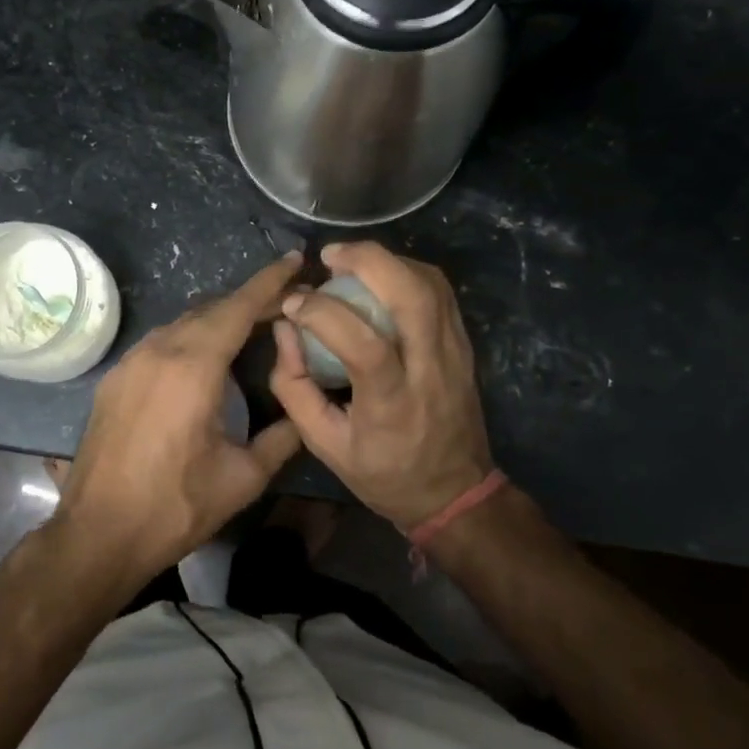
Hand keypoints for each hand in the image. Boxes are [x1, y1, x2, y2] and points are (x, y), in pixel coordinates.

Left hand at [51, 254, 303, 582]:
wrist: (98, 533)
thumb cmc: (175, 506)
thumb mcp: (243, 477)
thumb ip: (282, 437)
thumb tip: (303, 412)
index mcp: (194, 366)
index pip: (239, 307)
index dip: (270, 282)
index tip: (294, 259)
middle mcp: (159, 350)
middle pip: (212, 309)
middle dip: (250, 301)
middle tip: (285, 305)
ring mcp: (131, 361)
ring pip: (184, 323)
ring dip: (219, 319)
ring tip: (251, 329)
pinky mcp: (115, 378)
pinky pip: (161, 342)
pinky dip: (191, 337)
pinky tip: (206, 358)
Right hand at [270, 242, 492, 531]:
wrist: (455, 492)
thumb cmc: (384, 473)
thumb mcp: (325, 445)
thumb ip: (295, 387)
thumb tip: (284, 329)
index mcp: (393, 404)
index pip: (364, 344)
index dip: (323, 313)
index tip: (293, 303)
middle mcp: (430, 370)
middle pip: (412, 296)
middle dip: (368, 261)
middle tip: (329, 256)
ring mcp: (455, 353)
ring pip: (431, 284)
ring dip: (388, 261)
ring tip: (350, 262)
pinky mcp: (464, 345)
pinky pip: (440, 292)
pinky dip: (408, 272)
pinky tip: (380, 276)